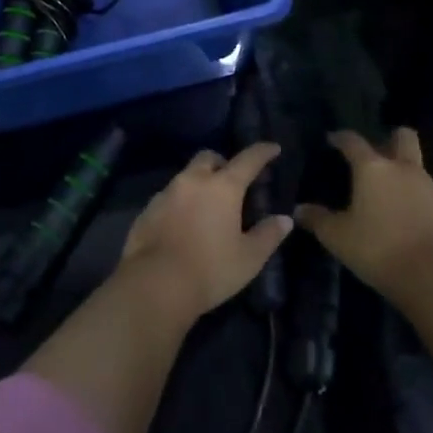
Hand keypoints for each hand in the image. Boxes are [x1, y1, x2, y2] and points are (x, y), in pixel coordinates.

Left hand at [118, 143, 293, 321]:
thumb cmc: (210, 270)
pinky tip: (183, 224)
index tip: (272, 148)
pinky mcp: (148, 209)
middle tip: (232, 182)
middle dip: (222, 163)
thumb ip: (268, 235)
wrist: (155, 284)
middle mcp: (193, 180)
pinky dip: (180, 202)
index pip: (247, 160)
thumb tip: (284, 219)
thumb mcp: (249, 258)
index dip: (262, 152)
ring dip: (199, 183)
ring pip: (186, 176)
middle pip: (209, 157)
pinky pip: (169, 196)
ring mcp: (166, 192)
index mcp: (222, 187)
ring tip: (207, 207)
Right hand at [295, 129, 432, 301]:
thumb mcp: (338, 237)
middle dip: (389, 139)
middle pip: (402, 137)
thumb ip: (318, 219)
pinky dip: (413, 195)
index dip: (340, 137)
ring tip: (385, 189)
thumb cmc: (378, 249)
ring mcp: (428, 187)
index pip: (353, 141)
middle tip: (374, 155)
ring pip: (416, 164)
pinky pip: (425, 191)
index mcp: (373, 168)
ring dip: (402, 169)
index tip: (332, 139)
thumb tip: (298, 210)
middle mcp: (402, 168)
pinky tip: (402, 214)